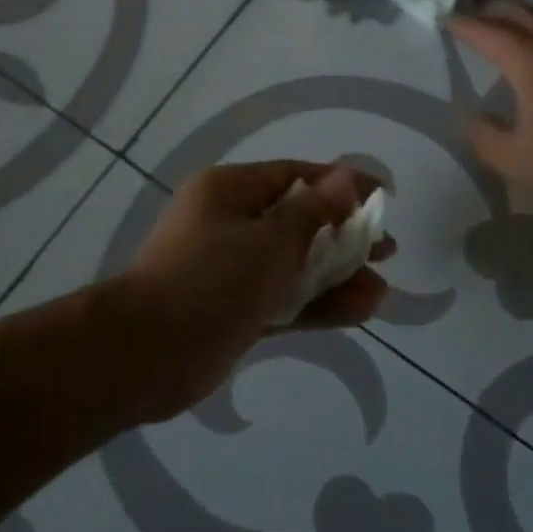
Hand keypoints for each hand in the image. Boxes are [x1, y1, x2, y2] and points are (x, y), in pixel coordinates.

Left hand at [113, 161, 394, 421]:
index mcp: (231, 190)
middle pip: (299, 220)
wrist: (146, 355)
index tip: (383, 196)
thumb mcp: (272, 238)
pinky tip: (359, 311)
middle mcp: (230, 222)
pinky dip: (316, 303)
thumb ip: (315, 211)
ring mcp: (230, 268)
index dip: (343, 183)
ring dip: (336, 275)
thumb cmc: (212, 279)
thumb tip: (347, 177)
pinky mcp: (233, 308)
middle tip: (386, 250)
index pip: (297, 176)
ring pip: (294, 263)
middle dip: (344, 235)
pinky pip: (282, 297)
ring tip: (380, 290)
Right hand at [450, 2, 532, 216]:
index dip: (462, 24)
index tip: (443, 19)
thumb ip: (483, 137)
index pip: (487, 31)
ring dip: (516, 24)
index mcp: (529, 61)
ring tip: (496, 37)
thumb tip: (468, 118)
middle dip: (490, 10)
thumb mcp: (516, 161)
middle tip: (468, 16)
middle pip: (518, 13)